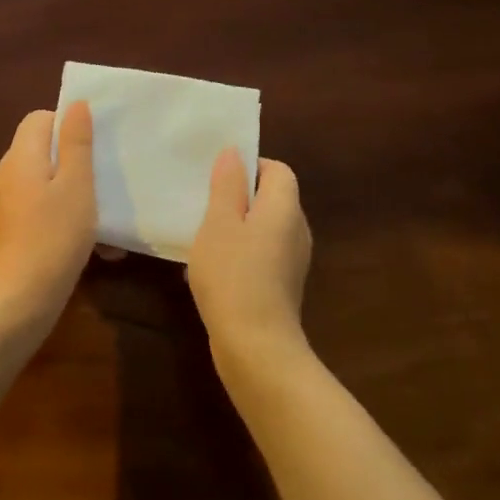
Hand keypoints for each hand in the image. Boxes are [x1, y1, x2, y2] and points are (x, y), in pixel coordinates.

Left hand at [0, 101, 97, 325]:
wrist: (21, 298)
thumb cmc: (54, 235)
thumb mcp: (76, 185)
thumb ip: (76, 143)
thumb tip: (75, 105)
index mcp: (19, 157)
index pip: (38, 119)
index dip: (67, 125)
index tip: (94, 147)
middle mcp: (5, 174)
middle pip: (40, 150)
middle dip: (74, 162)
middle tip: (103, 180)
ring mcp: (3, 204)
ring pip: (42, 183)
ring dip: (72, 194)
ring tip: (102, 217)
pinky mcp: (7, 230)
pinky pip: (37, 209)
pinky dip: (60, 216)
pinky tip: (88, 242)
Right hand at [186, 149, 312, 366]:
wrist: (255, 346)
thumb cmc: (233, 275)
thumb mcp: (219, 223)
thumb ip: (227, 185)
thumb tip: (234, 153)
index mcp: (285, 208)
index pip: (278, 170)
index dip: (251, 167)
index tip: (218, 179)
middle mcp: (297, 230)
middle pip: (272, 199)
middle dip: (239, 197)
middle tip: (204, 204)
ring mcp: (293, 261)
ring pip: (264, 229)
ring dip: (236, 228)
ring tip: (202, 237)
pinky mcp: (283, 286)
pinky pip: (262, 255)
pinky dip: (240, 254)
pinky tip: (211, 270)